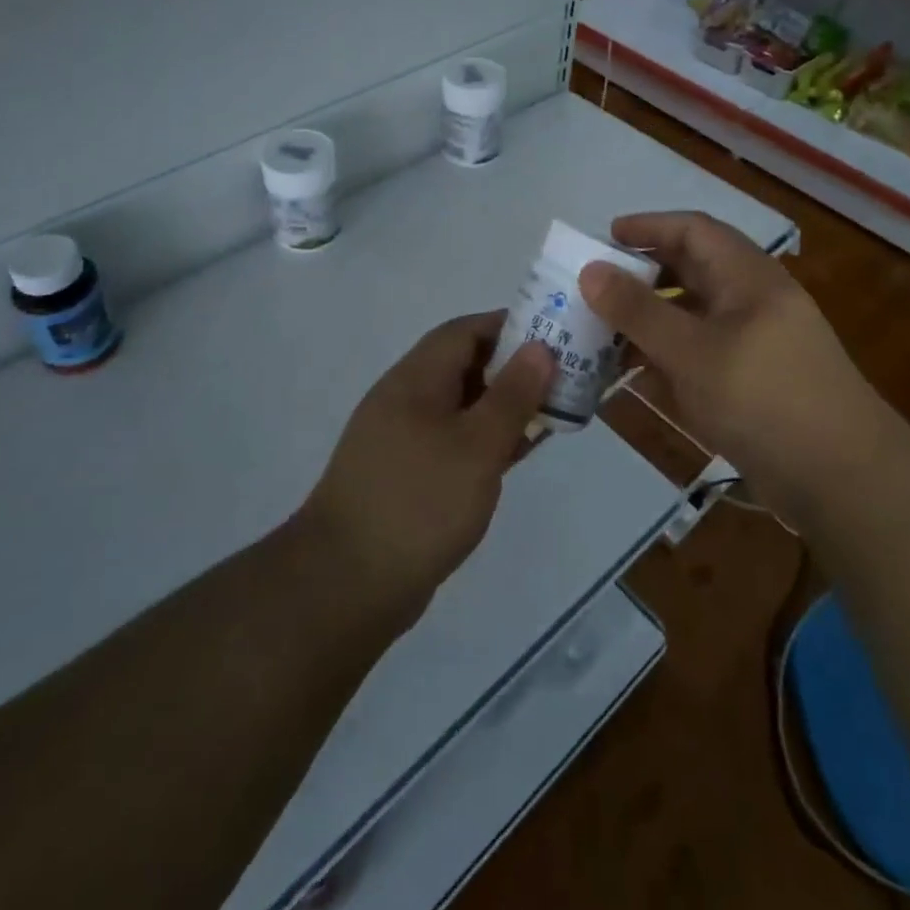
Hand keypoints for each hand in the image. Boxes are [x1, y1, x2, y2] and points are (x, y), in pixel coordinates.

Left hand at [295, 313, 554, 628]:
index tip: (554, 335)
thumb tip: (539, 347)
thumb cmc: (419, 501)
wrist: (347, 583)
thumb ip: (511, 395)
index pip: (465, 331)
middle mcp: (406, 399)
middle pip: (464, 366)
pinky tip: (516, 453)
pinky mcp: (407, 475)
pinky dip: (486, 439)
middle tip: (562, 377)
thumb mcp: (477, 445)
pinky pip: (453, 441)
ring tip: (551, 412)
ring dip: (502, 406)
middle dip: (513, 367)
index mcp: (416, 379)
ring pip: (461, 406)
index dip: (509, 326)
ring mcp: (403, 439)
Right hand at [578, 211, 886, 492]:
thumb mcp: (692, 352)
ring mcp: (755, 345)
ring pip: (692, 318)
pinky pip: (701, 357)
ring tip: (600, 334)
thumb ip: (638, 311)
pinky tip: (633, 378)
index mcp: (748, 278)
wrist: (844, 480)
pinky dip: (666, 360)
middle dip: (641, 277)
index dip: (648, 227)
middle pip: (691, 272)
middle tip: (595, 289)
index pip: (693, 230)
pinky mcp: (753, 384)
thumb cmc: (765, 398)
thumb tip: (590, 269)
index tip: (604, 238)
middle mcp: (752, 302)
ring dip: (648, 323)